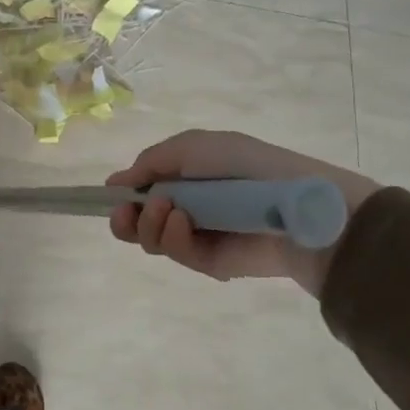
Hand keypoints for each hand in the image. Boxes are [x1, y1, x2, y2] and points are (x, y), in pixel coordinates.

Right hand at [106, 130, 379, 296]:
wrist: (296, 205)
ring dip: (150, 225)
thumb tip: (114, 183)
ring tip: (169, 211)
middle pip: (138, 222)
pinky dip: (174, 239)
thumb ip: (150, 163)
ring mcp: (198, 236)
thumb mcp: (192, 147)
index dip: (123, 195)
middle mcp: (187, 207)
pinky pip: (177, 255)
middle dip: (126, 218)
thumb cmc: (245, 165)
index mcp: (185, 177)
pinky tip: (185, 223)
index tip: (113, 196)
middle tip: (129, 213)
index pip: (142, 191)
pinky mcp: (210, 263)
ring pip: (152, 240)